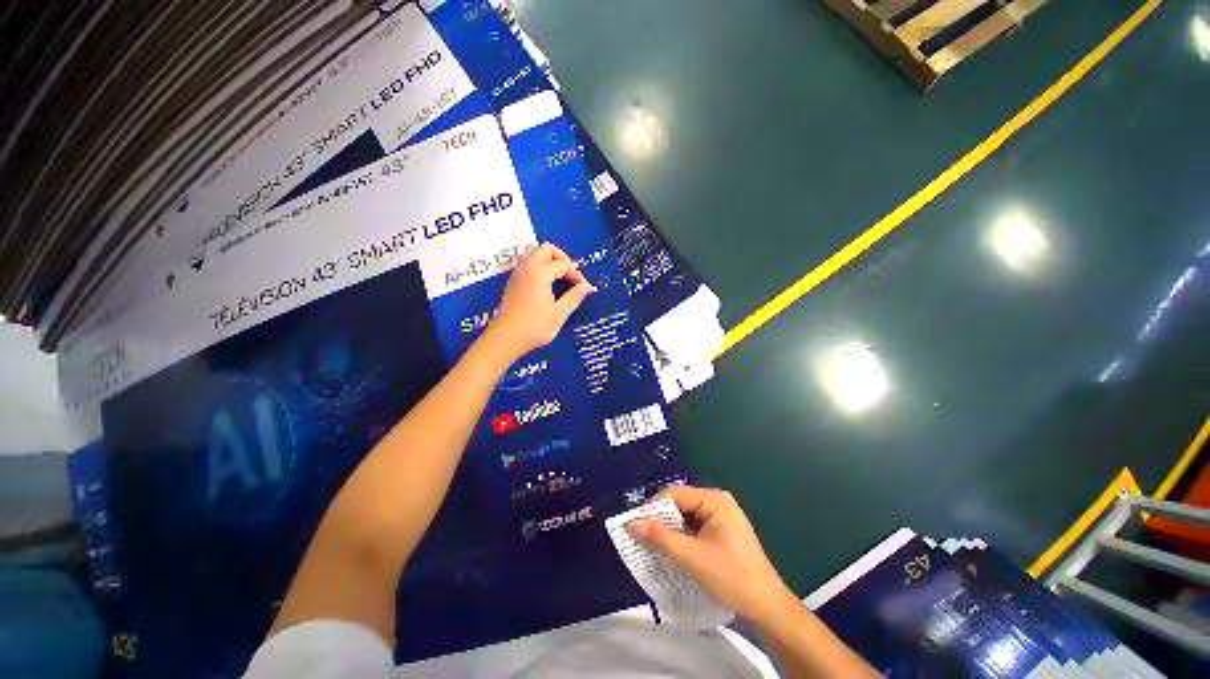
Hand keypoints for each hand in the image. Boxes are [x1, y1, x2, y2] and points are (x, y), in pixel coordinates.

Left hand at [485, 243, 595, 360]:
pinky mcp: (513, 282)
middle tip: (571, 273)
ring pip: (533, 253)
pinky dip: (539, 265)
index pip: (563, 264)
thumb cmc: (534, 327)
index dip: (576, 274)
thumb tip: (586, 287)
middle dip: (562, 258)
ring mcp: (517, 274)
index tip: (584, 287)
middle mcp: (527, 268)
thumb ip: (574, 297)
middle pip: (545, 249)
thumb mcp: (559, 314)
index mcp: (540, 273)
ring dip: (548, 259)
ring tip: (559, 275)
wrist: (506, 338)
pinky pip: (526, 262)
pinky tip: (546, 282)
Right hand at [629, 486, 799, 624]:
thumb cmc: (732, 577)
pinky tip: (672, 550)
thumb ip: (661, 538)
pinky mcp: (721, 530)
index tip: (635, 525)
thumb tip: (632, 523)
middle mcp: (717, 501)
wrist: (767, 606)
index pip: (675, 494)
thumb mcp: (692, 557)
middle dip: (661, 520)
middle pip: (680, 503)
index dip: (653, 508)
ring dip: (670, 530)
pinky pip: (694, 526)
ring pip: (685, 516)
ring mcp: (721, 515)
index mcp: (714, 499)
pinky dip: (681, 537)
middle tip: (641, 537)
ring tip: (652, 545)